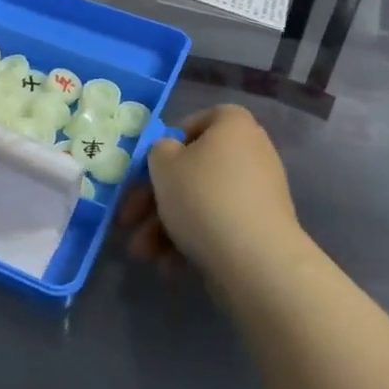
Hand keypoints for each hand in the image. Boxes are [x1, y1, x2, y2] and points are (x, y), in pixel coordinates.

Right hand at [116, 105, 302, 288]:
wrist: (256, 260)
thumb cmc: (204, 197)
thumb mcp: (163, 165)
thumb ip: (158, 151)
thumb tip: (170, 154)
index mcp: (233, 125)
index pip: (198, 121)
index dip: (169, 142)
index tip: (150, 167)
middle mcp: (251, 152)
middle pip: (193, 169)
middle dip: (155, 199)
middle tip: (128, 220)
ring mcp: (258, 193)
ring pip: (202, 201)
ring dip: (166, 226)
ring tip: (143, 254)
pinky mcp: (260, 229)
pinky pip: (219, 225)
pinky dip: (193, 241)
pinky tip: (171, 267)